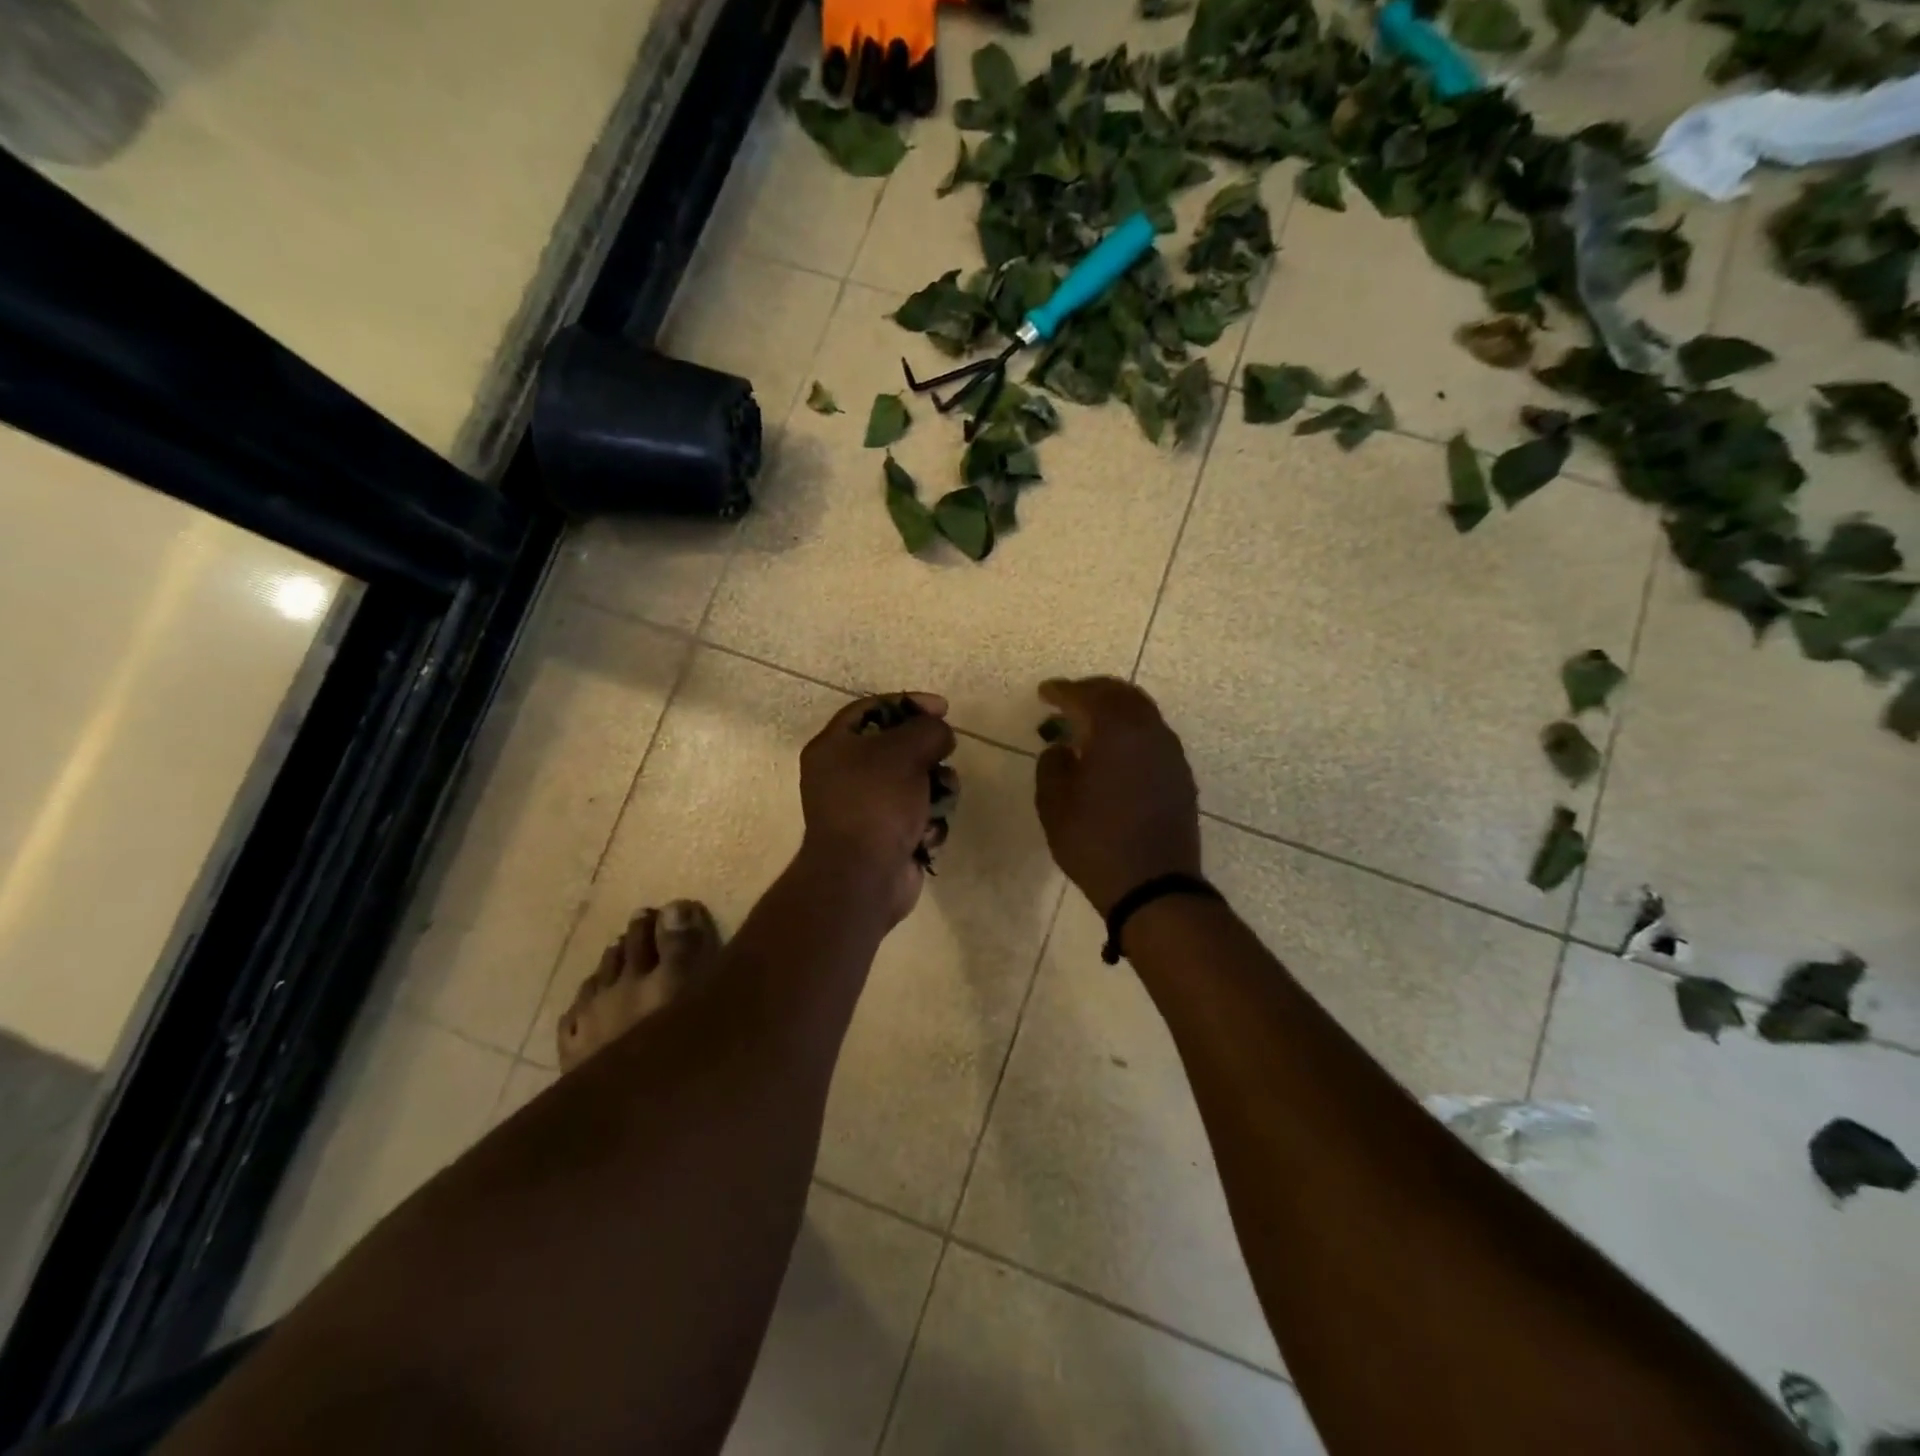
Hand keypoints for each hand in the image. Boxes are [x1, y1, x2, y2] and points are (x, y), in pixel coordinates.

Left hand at [798, 692, 957, 924]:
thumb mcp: (905, 750)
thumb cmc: (877, 802)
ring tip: (941, 798)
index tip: (942, 709)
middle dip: (928, 753)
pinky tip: (927, 834)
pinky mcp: (886, 837)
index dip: (908, 703)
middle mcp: (844, 775)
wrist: (864, 876)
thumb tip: (940, 736)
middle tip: (944, 755)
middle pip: (897, 747)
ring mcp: (866, 809)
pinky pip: (917, 816)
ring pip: (915, 783)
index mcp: (834, 747)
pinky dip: (928, 822)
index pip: (871, 709)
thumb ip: (928, 730)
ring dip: (936, 789)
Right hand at [1034, 678, 1201, 916]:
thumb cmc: (1095, 842)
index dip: (1062, 691)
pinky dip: (1130, 731)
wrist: (1154, 885)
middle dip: (1092, 691)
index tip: (1044, 692)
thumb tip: (1061, 749)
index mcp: (1116, 731)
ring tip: (1090, 723)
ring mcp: (1171, 753)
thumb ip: (1051, 765)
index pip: (1086, 697)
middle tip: (1068, 700)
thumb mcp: (1054, 805)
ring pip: (1142, 713)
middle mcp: (1149, 732)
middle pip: (1121, 694)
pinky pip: (1153, 736)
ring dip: (1115, 710)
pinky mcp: (1181, 775)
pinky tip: (1115, 752)